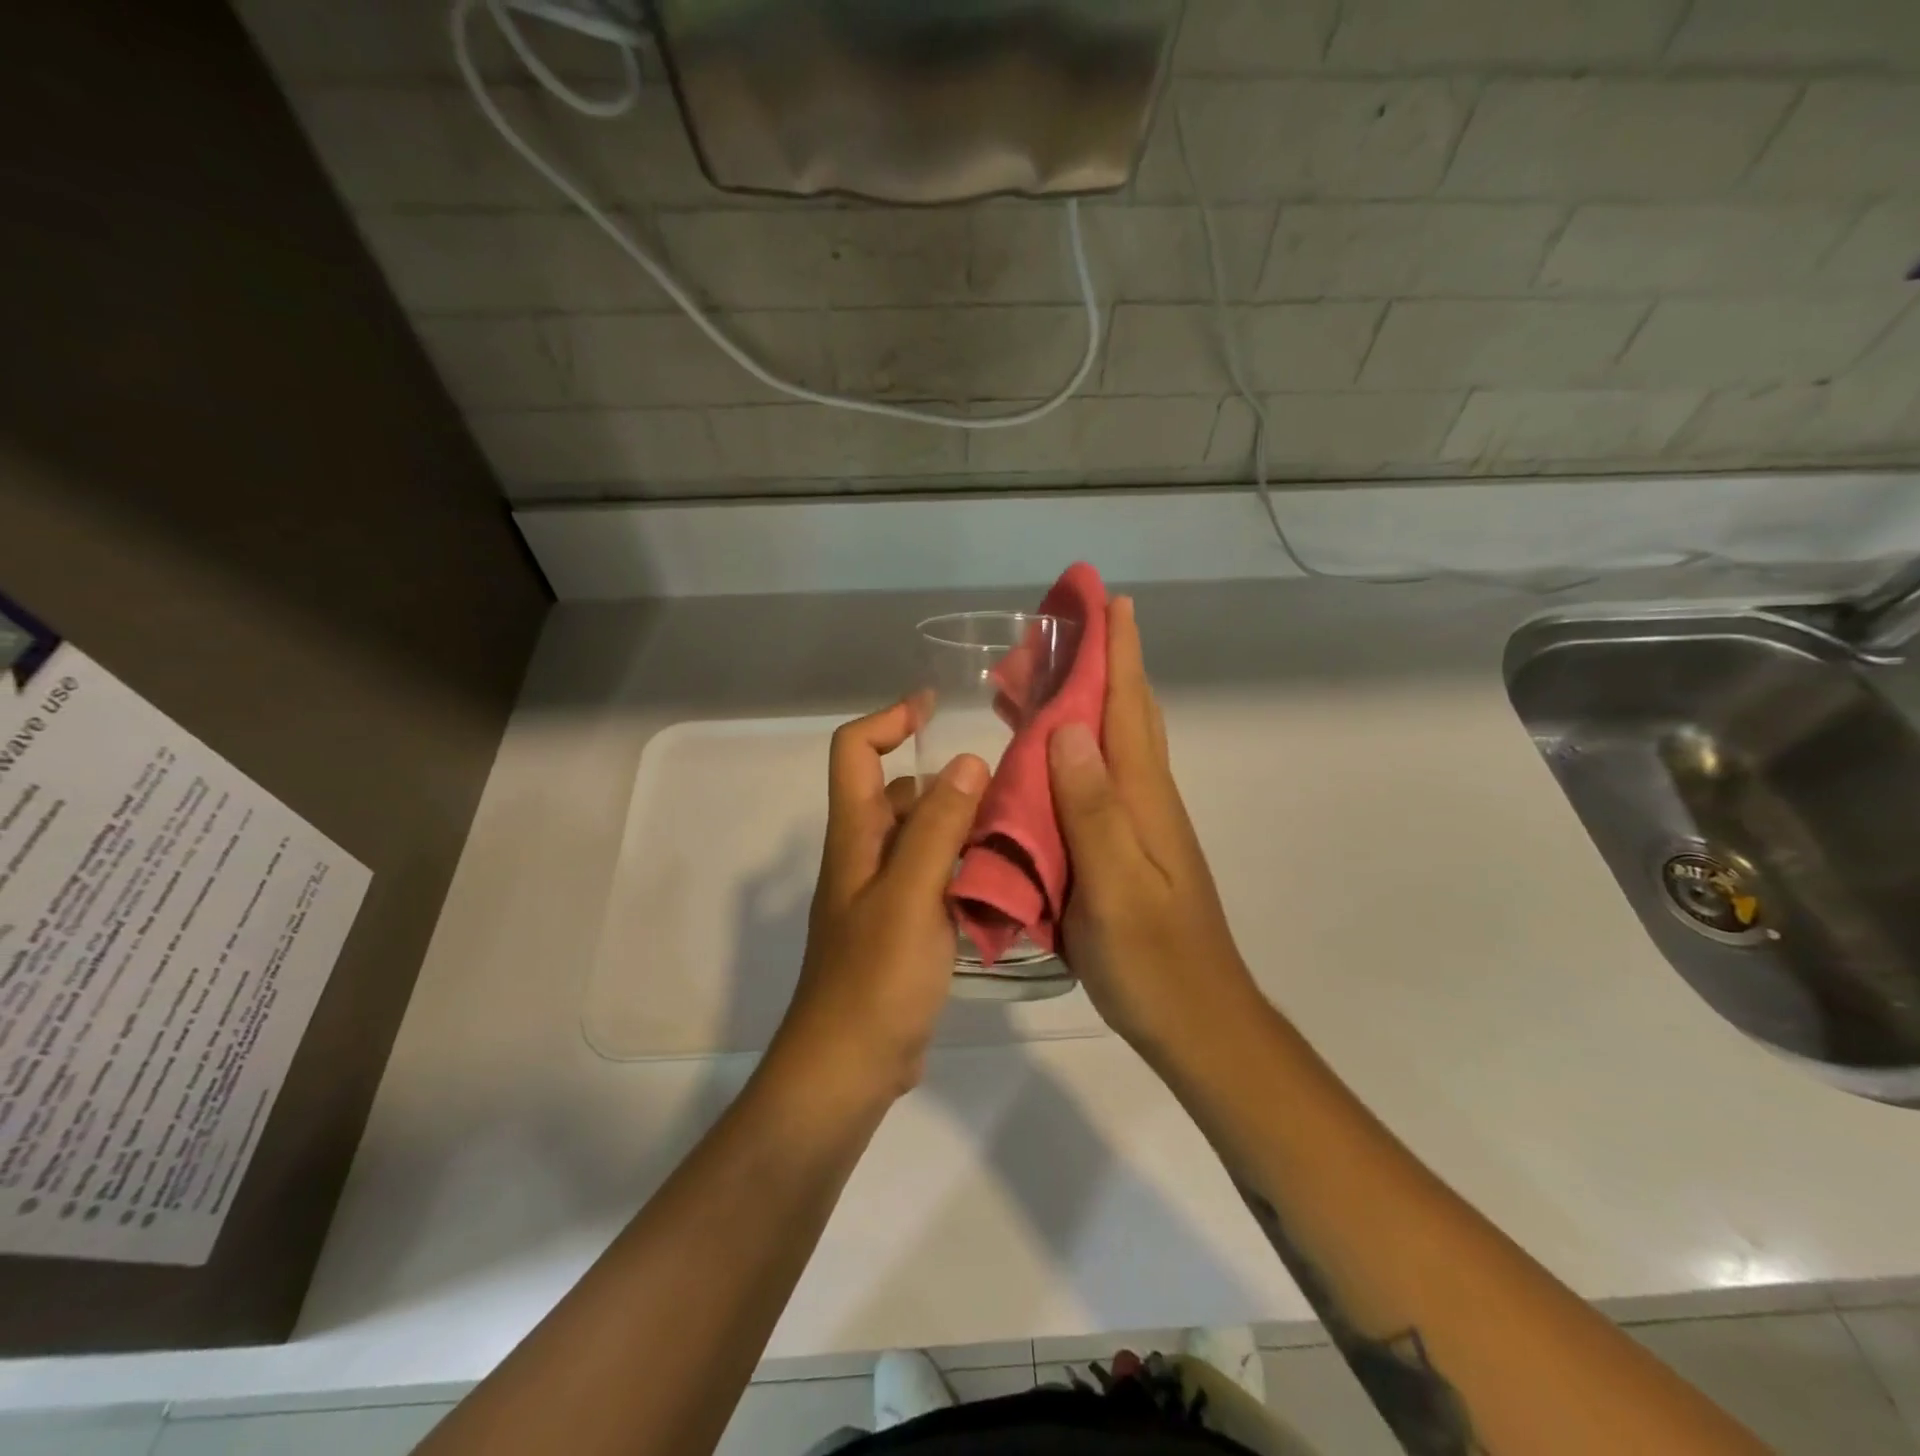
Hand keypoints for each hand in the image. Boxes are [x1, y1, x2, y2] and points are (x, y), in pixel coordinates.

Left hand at [775, 701, 987, 1100]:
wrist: (849, 1068)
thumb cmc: (875, 978)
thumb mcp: (911, 895)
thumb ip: (937, 827)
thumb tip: (966, 761)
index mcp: (855, 835)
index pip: (855, 750)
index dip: (889, 719)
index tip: (935, 708)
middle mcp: (866, 855)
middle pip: (900, 793)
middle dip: (948, 780)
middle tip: (1011, 784)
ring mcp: (885, 894)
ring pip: (925, 838)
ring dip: (965, 826)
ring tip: (1023, 829)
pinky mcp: (905, 927)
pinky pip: (938, 879)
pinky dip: (968, 869)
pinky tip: (1010, 882)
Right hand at [1047, 598, 1261, 1061]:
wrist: (1198, 1021)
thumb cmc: (1152, 960)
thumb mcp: (1114, 887)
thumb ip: (1092, 808)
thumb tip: (1067, 726)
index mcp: (1143, 797)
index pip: (1128, 706)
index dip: (1117, 649)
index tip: (1104, 598)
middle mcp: (1146, 798)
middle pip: (1123, 713)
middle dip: (1099, 661)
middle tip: (1059, 627)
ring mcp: (1140, 823)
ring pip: (1110, 743)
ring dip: (1082, 701)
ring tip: (1037, 677)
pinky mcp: (1128, 847)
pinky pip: (1097, 778)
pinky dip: (1073, 748)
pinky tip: (1048, 755)